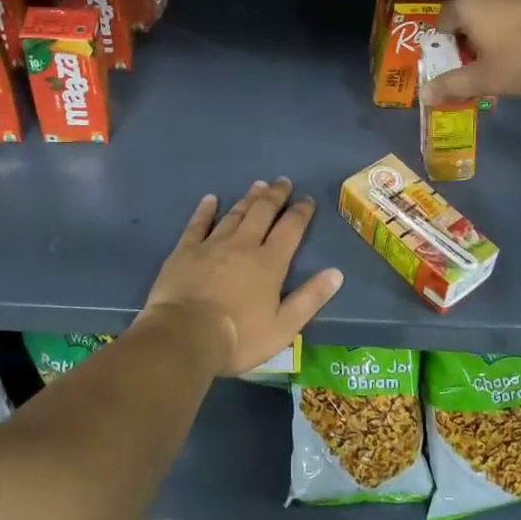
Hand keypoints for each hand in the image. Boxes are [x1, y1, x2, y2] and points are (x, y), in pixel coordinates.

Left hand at [141, 179, 343, 377]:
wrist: (184, 337)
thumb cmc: (238, 338)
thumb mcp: (283, 327)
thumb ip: (310, 298)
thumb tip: (336, 272)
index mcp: (269, 262)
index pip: (290, 229)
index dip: (300, 212)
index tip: (306, 200)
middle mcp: (243, 245)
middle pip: (262, 212)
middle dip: (275, 195)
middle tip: (282, 181)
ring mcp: (212, 245)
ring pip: (234, 214)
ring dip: (248, 198)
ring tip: (258, 185)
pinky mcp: (185, 252)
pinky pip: (198, 224)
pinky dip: (205, 210)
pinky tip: (210, 199)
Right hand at [424, 0, 520, 103]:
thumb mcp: (484, 79)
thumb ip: (452, 85)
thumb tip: (424, 95)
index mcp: (470, 4)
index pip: (444, 19)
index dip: (446, 42)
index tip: (456, 61)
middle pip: (473, 9)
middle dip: (473, 31)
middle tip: (481, 59)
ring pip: (502, 5)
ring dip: (500, 24)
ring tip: (510, 52)